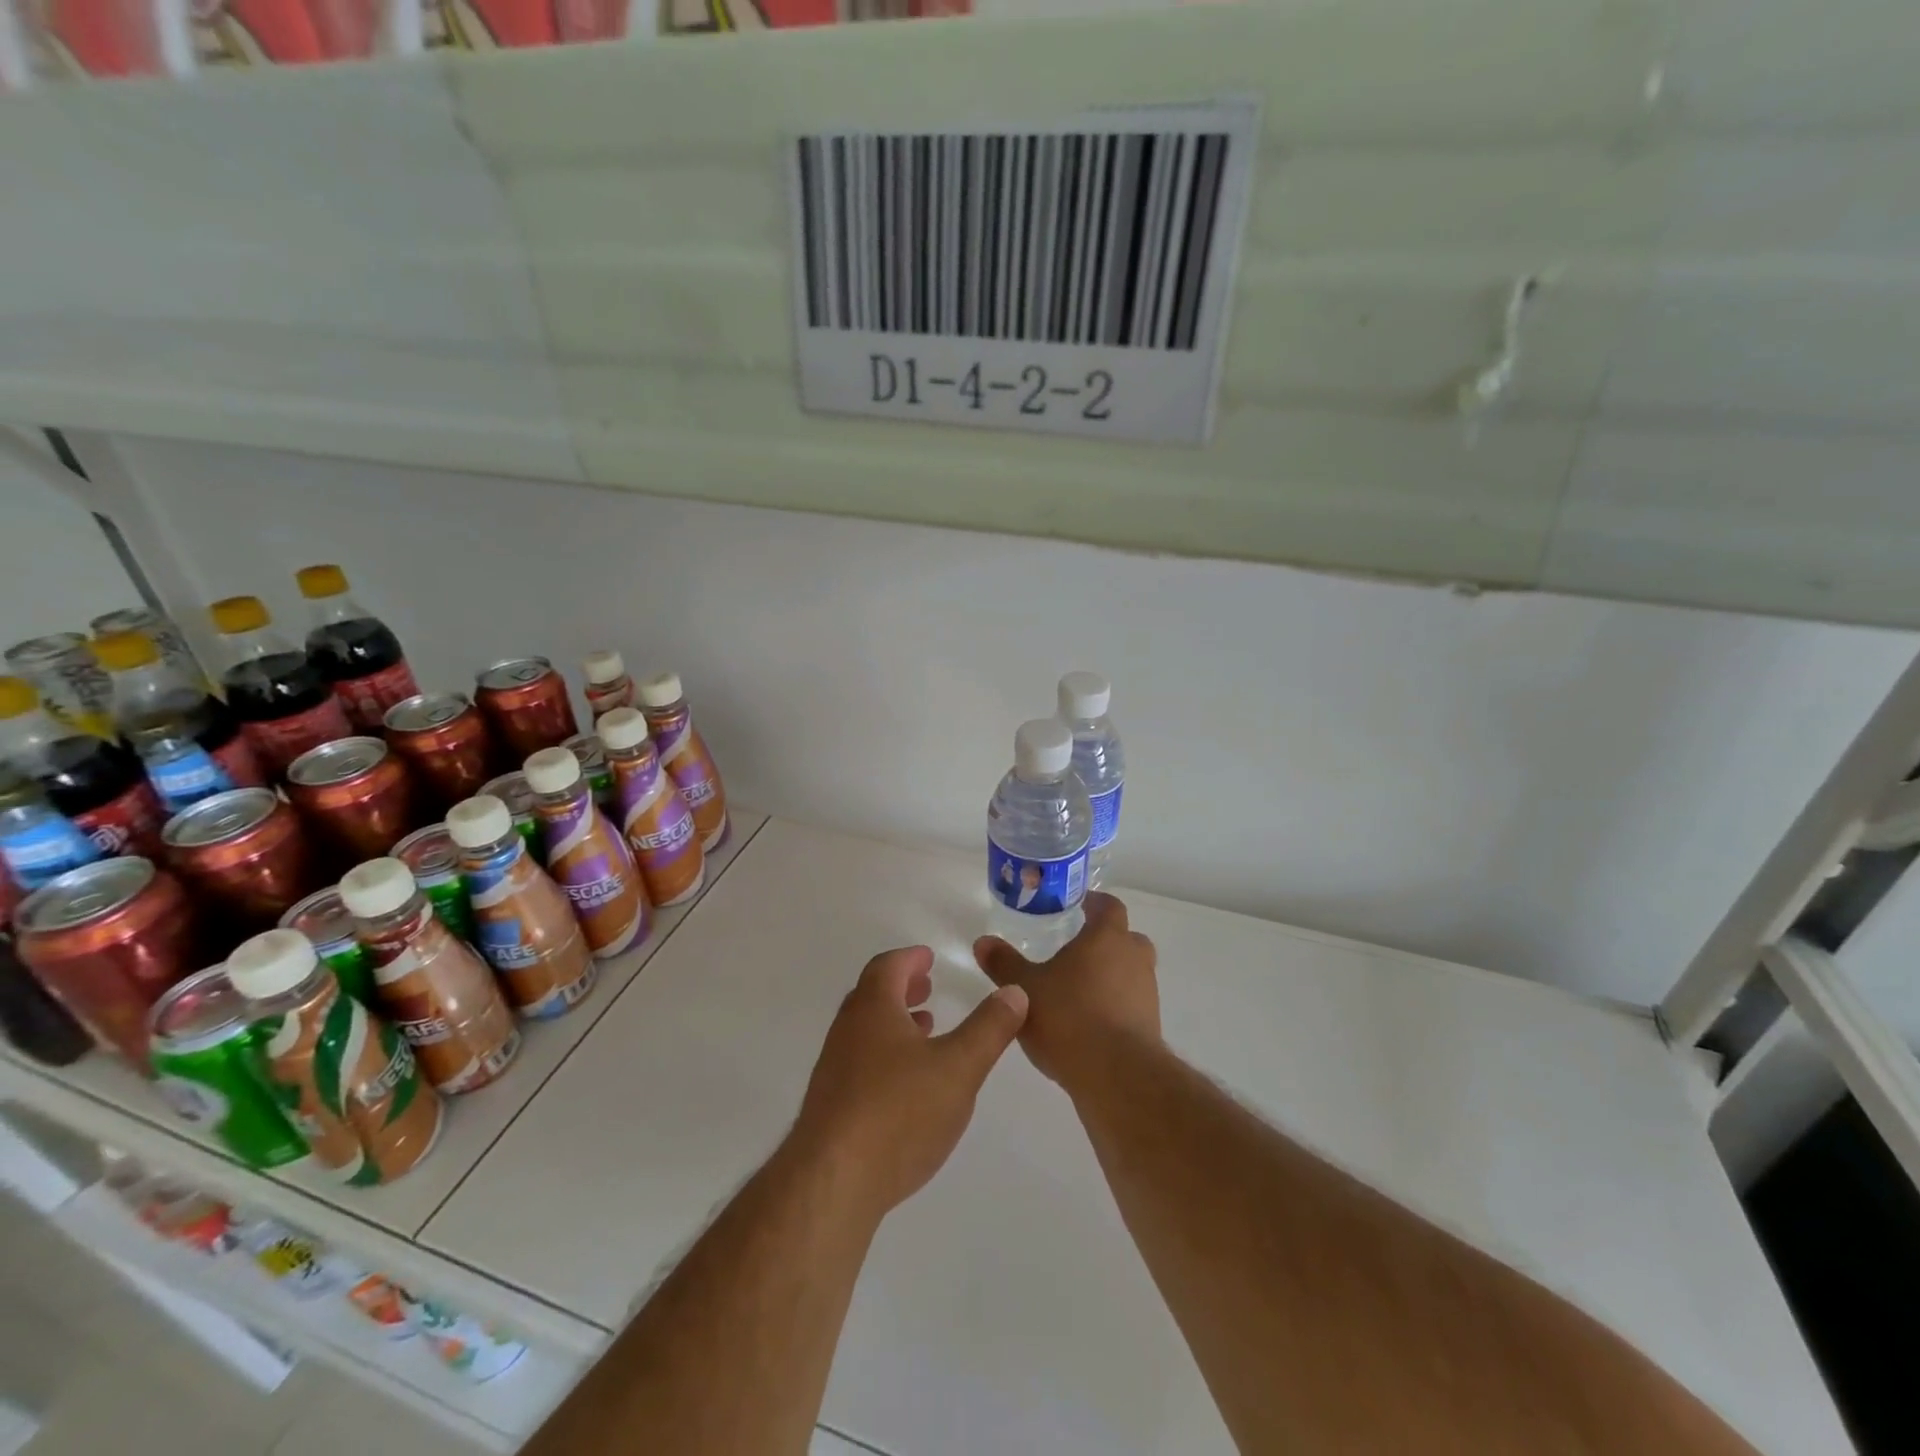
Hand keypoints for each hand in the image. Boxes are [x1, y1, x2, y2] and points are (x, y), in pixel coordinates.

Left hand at [791, 945, 1028, 1217]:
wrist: (832, 1183)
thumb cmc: (899, 1112)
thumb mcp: (959, 1068)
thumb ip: (989, 1029)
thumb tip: (1014, 991)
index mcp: (872, 1009)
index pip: (887, 967)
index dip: (910, 959)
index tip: (928, 958)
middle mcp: (847, 1032)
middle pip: (871, 996)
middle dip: (901, 988)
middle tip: (927, 988)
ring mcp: (834, 1071)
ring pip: (865, 1032)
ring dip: (894, 1024)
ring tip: (924, 1032)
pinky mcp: (830, 1107)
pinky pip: (860, 1064)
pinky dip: (885, 1056)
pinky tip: (906, 1086)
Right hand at [972, 892, 1159, 1091]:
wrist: (1116, 1076)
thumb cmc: (1068, 1017)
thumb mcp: (1024, 988)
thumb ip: (1004, 963)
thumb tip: (983, 941)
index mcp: (1107, 938)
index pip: (1110, 907)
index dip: (1096, 903)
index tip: (1081, 904)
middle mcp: (1133, 959)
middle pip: (1127, 938)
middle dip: (1106, 940)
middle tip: (1079, 948)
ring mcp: (1147, 994)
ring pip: (1131, 972)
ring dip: (1112, 975)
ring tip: (1079, 989)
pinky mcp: (1150, 1026)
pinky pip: (1132, 1004)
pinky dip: (1115, 1005)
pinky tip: (1089, 1023)